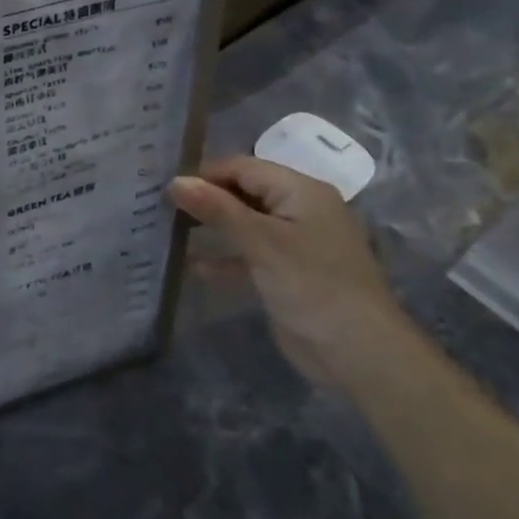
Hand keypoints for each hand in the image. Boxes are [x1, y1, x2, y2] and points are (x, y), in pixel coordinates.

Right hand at [167, 156, 420, 385]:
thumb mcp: (261, 241)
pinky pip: (248, 255)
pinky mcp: (286, 273)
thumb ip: (216, 208)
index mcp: (301, 191)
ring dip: (211, 228)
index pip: (243, 168)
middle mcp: (299, 210)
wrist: (358, 351)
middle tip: (160, 205)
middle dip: (205, 199)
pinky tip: (193, 266)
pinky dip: (224, 258)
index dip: (205, 174)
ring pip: (244, 224)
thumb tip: (174, 180)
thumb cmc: (312, 283)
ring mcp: (294, 243)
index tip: (164, 187)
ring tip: (167, 231)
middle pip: (243, 192)